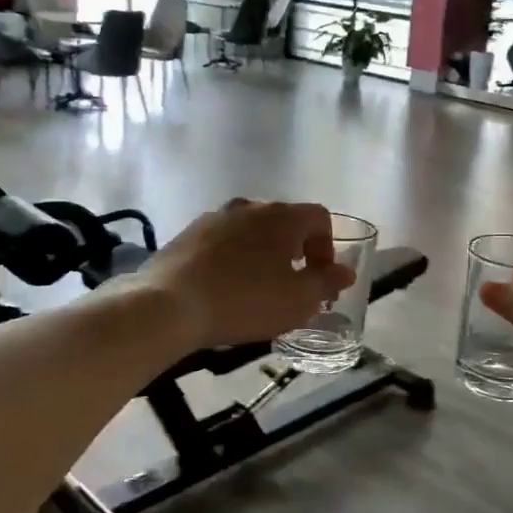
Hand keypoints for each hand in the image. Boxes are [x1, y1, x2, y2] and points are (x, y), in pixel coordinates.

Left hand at [132, 200, 355, 352]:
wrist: (168, 306)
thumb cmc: (245, 301)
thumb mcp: (298, 300)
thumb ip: (327, 282)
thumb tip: (344, 271)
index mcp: (282, 216)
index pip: (319, 218)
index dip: (327, 247)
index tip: (319, 278)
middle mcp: (250, 207)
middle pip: (285, 222)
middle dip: (295, 251)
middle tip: (292, 285)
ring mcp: (215, 217)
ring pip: (251, 231)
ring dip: (262, 254)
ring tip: (257, 289)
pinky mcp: (187, 234)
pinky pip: (222, 242)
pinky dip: (232, 259)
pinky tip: (224, 289)